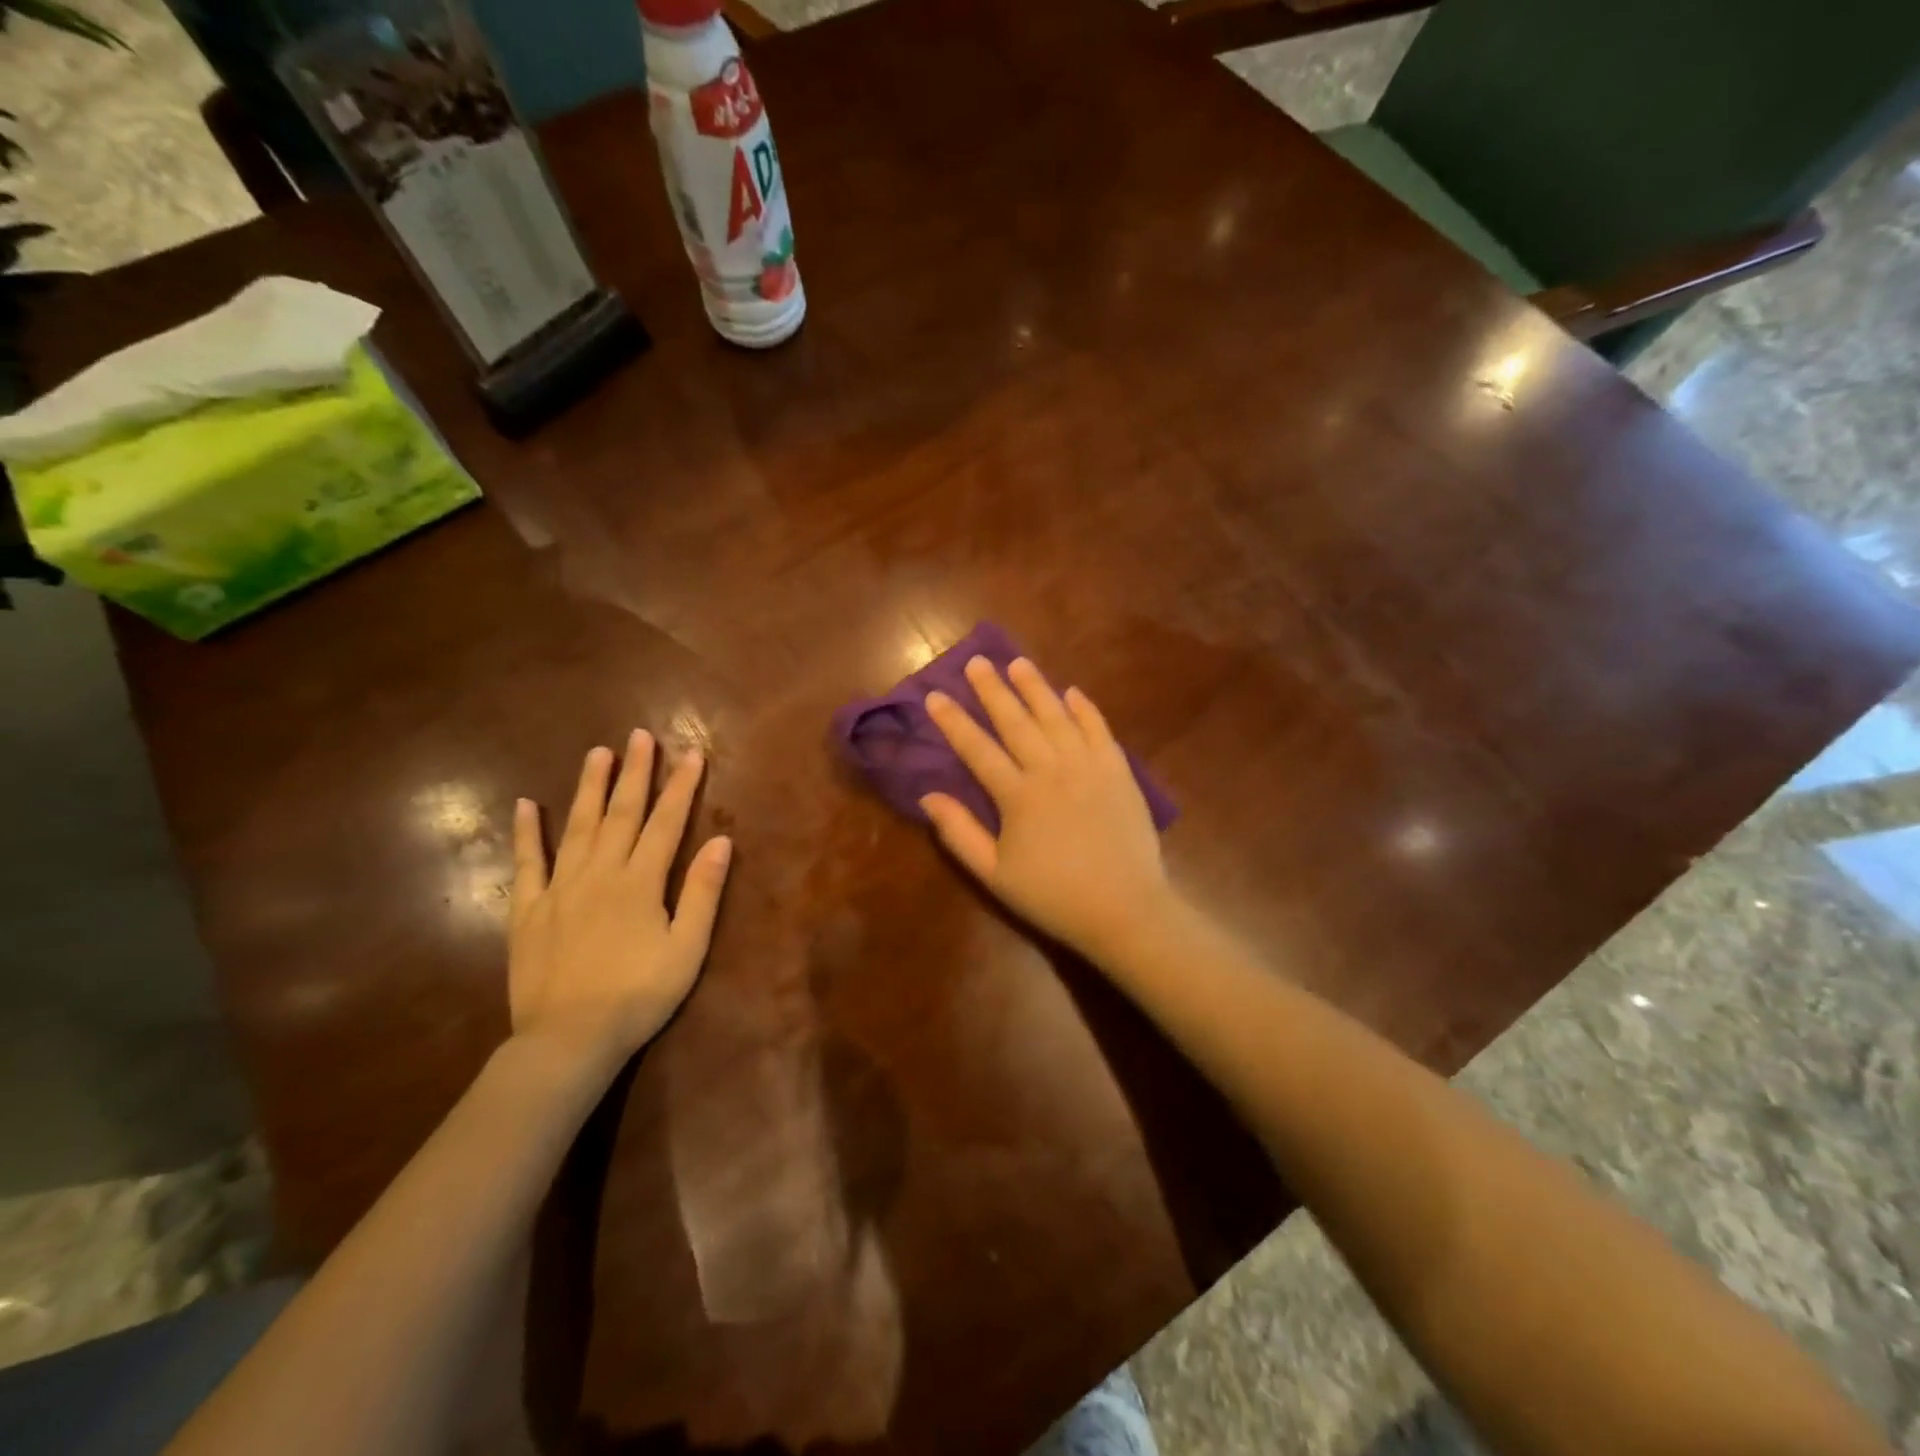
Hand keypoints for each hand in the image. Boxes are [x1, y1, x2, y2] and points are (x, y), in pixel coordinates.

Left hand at [509, 731, 732, 1074]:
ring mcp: (559, 888)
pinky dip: (527, 833)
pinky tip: (526, 805)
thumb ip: (702, 892)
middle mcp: (600, 873)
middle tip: (639, 736)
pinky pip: (526, 863)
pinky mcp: (528, 909)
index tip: (692, 754)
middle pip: (621, 813)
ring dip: (589, 787)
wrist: (568, 1039)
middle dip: (635, 772)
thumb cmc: (638, 995)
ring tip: (598, 753)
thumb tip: (722, 841)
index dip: (681, 787)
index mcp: (640, 882)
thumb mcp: (686, 948)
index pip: (667, 823)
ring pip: (576, 826)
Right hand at [921, 657, 1173, 958]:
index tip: (935, 695)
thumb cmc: (1053, 897)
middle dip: (993, 690)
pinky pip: (1099, 730)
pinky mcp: (1119, 772)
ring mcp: (1089, 767)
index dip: (954, 721)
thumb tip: (929, 796)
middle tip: (977, 662)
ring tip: (1018, 663)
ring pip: (1057, 717)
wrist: (1125, 910)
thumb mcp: (995, 875)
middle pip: (1016, 722)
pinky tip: (1072, 692)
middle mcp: (1052, 770)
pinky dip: (1085, 709)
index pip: (977, 749)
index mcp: (1018, 796)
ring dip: (1036, 687)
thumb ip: (960, 834)